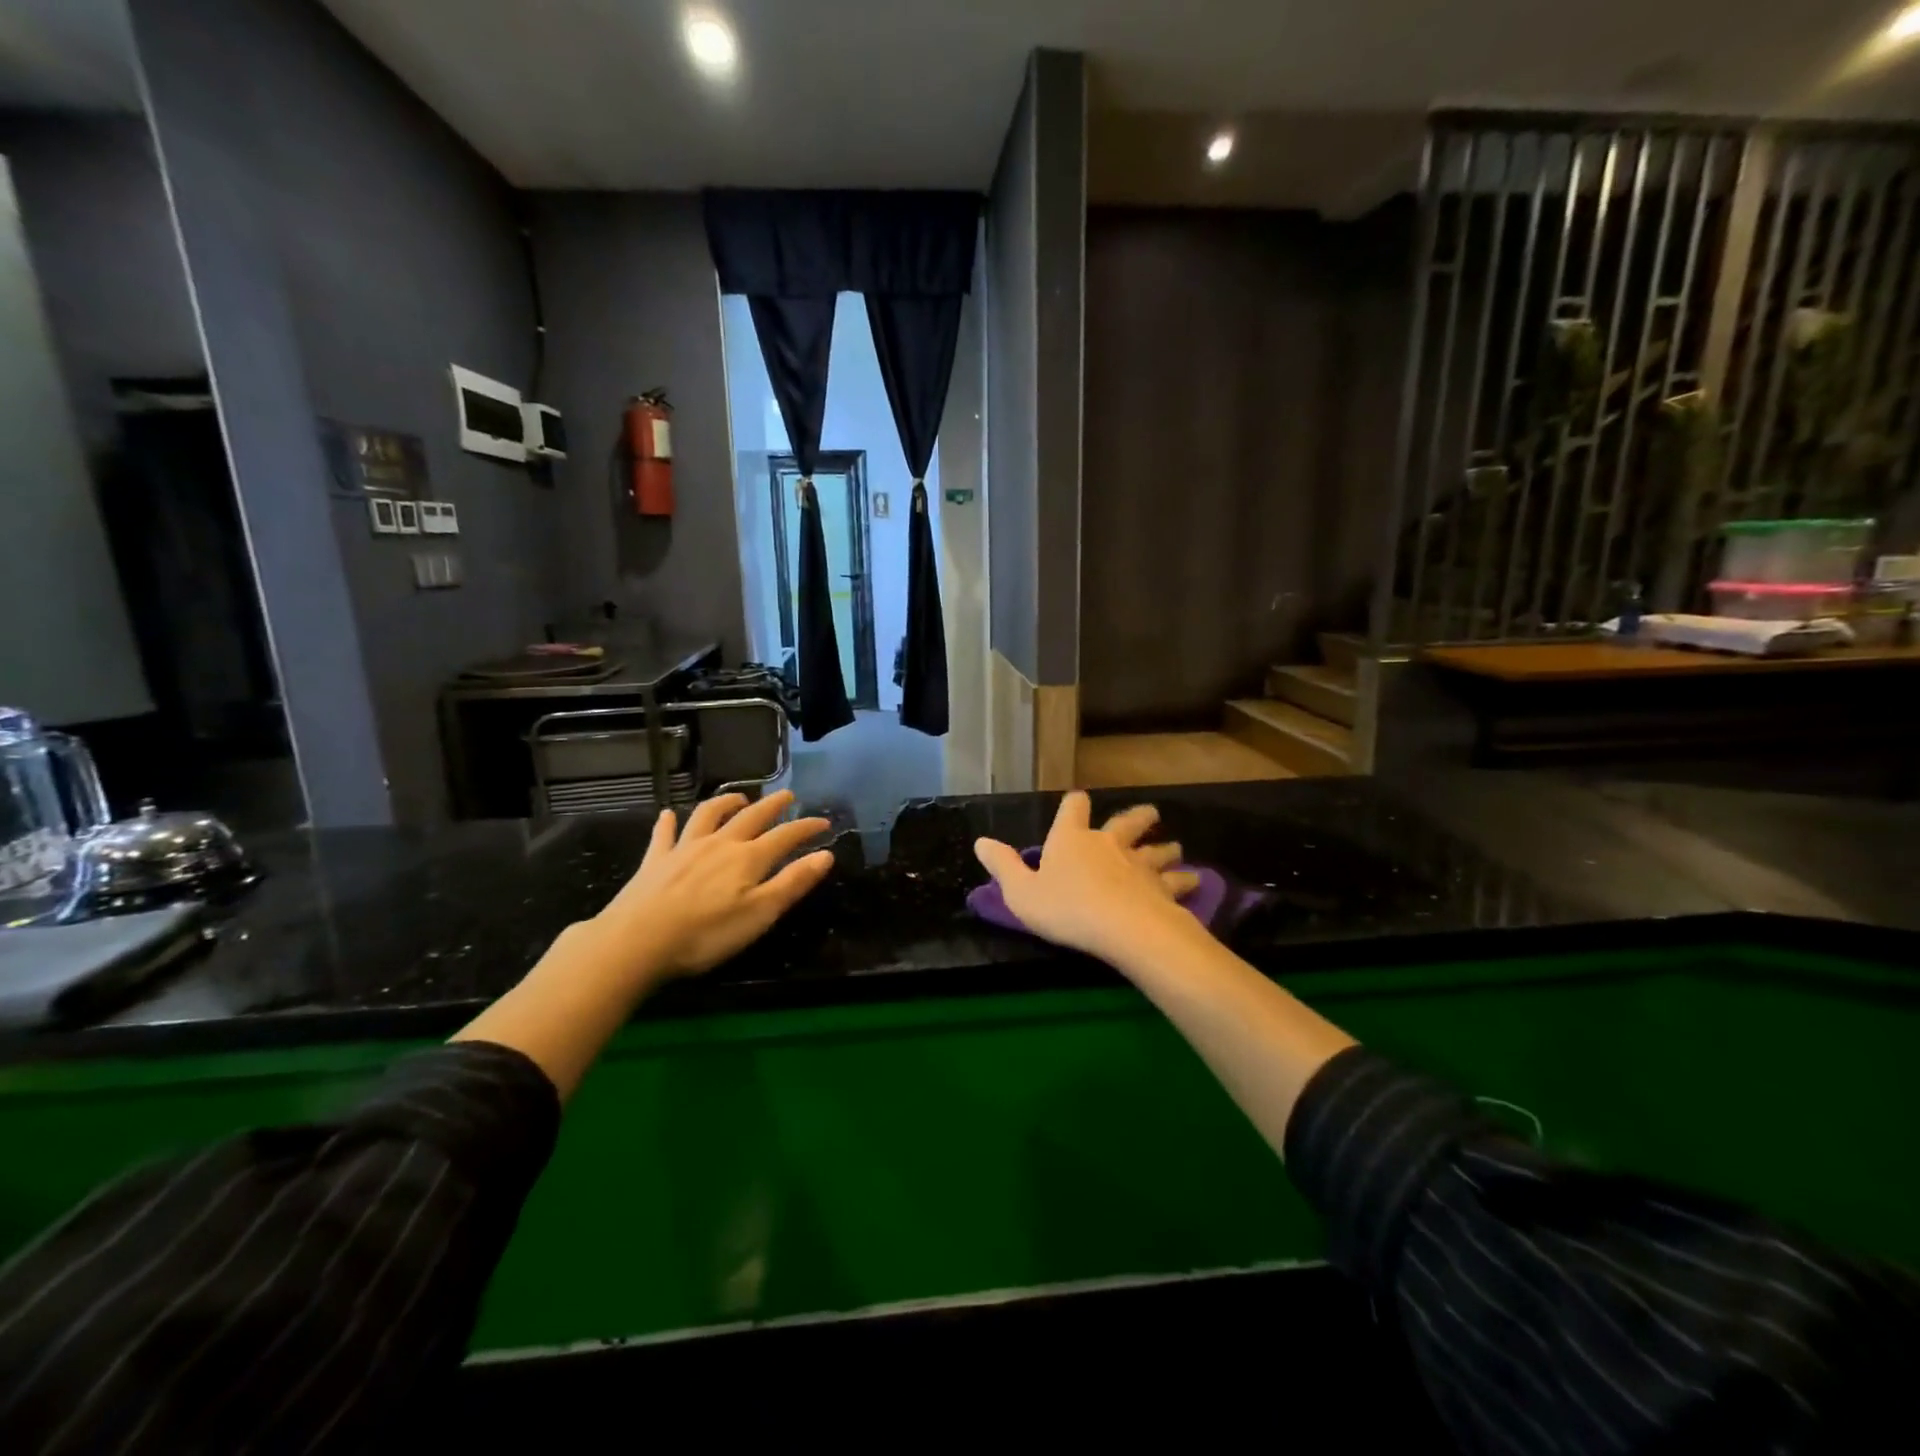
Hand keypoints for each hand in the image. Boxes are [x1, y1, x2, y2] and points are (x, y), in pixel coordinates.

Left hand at [587, 789, 833, 982]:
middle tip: (787, 795)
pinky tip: (668, 814)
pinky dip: (668, 822)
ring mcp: (684, 849)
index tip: (824, 820)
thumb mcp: (760, 913)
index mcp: (748, 859)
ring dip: (725, 803)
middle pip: (751, 817)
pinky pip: (664, 834)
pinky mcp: (655, 861)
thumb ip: (793, 882)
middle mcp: (720, 844)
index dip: (806, 827)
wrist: (638, 941)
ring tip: (738, 798)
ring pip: (708, 815)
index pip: (785, 836)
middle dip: (772, 805)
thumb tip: (826, 855)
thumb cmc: (706, 934)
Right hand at [973, 791, 1200, 962]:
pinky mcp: (1164, 888)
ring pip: (1157, 850)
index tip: (1077, 803)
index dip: (1073, 804)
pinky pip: (1178, 880)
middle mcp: (1108, 843)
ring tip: (1176, 849)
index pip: (1073, 808)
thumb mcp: (1021, 892)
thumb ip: (1003, 866)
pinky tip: (1195, 881)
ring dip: (1166, 849)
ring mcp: (1140, 864)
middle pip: (1127, 821)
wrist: (1122, 927)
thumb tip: (981, 841)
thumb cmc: (1066, 908)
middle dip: (1137, 818)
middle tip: (1150, 815)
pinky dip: (1185, 880)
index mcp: (1071, 839)